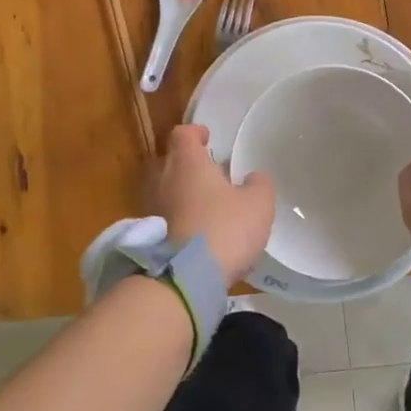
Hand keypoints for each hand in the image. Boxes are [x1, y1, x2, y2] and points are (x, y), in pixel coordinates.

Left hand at [149, 124, 274, 284]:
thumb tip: (253, 179)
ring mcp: (153, 210)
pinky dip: (182, 220)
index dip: (196, 132)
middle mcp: (164, 180)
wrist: (187, 278)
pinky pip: (167, 219)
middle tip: (212, 174)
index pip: (183, 134)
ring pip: (168, 191)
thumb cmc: (224, 228)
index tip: (208, 138)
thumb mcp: (258, 203)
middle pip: (172, 162)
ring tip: (209, 206)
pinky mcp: (151, 238)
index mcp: (188, 163)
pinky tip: (202, 235)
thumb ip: (259, 184)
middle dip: (190, 165)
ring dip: (185, 194)